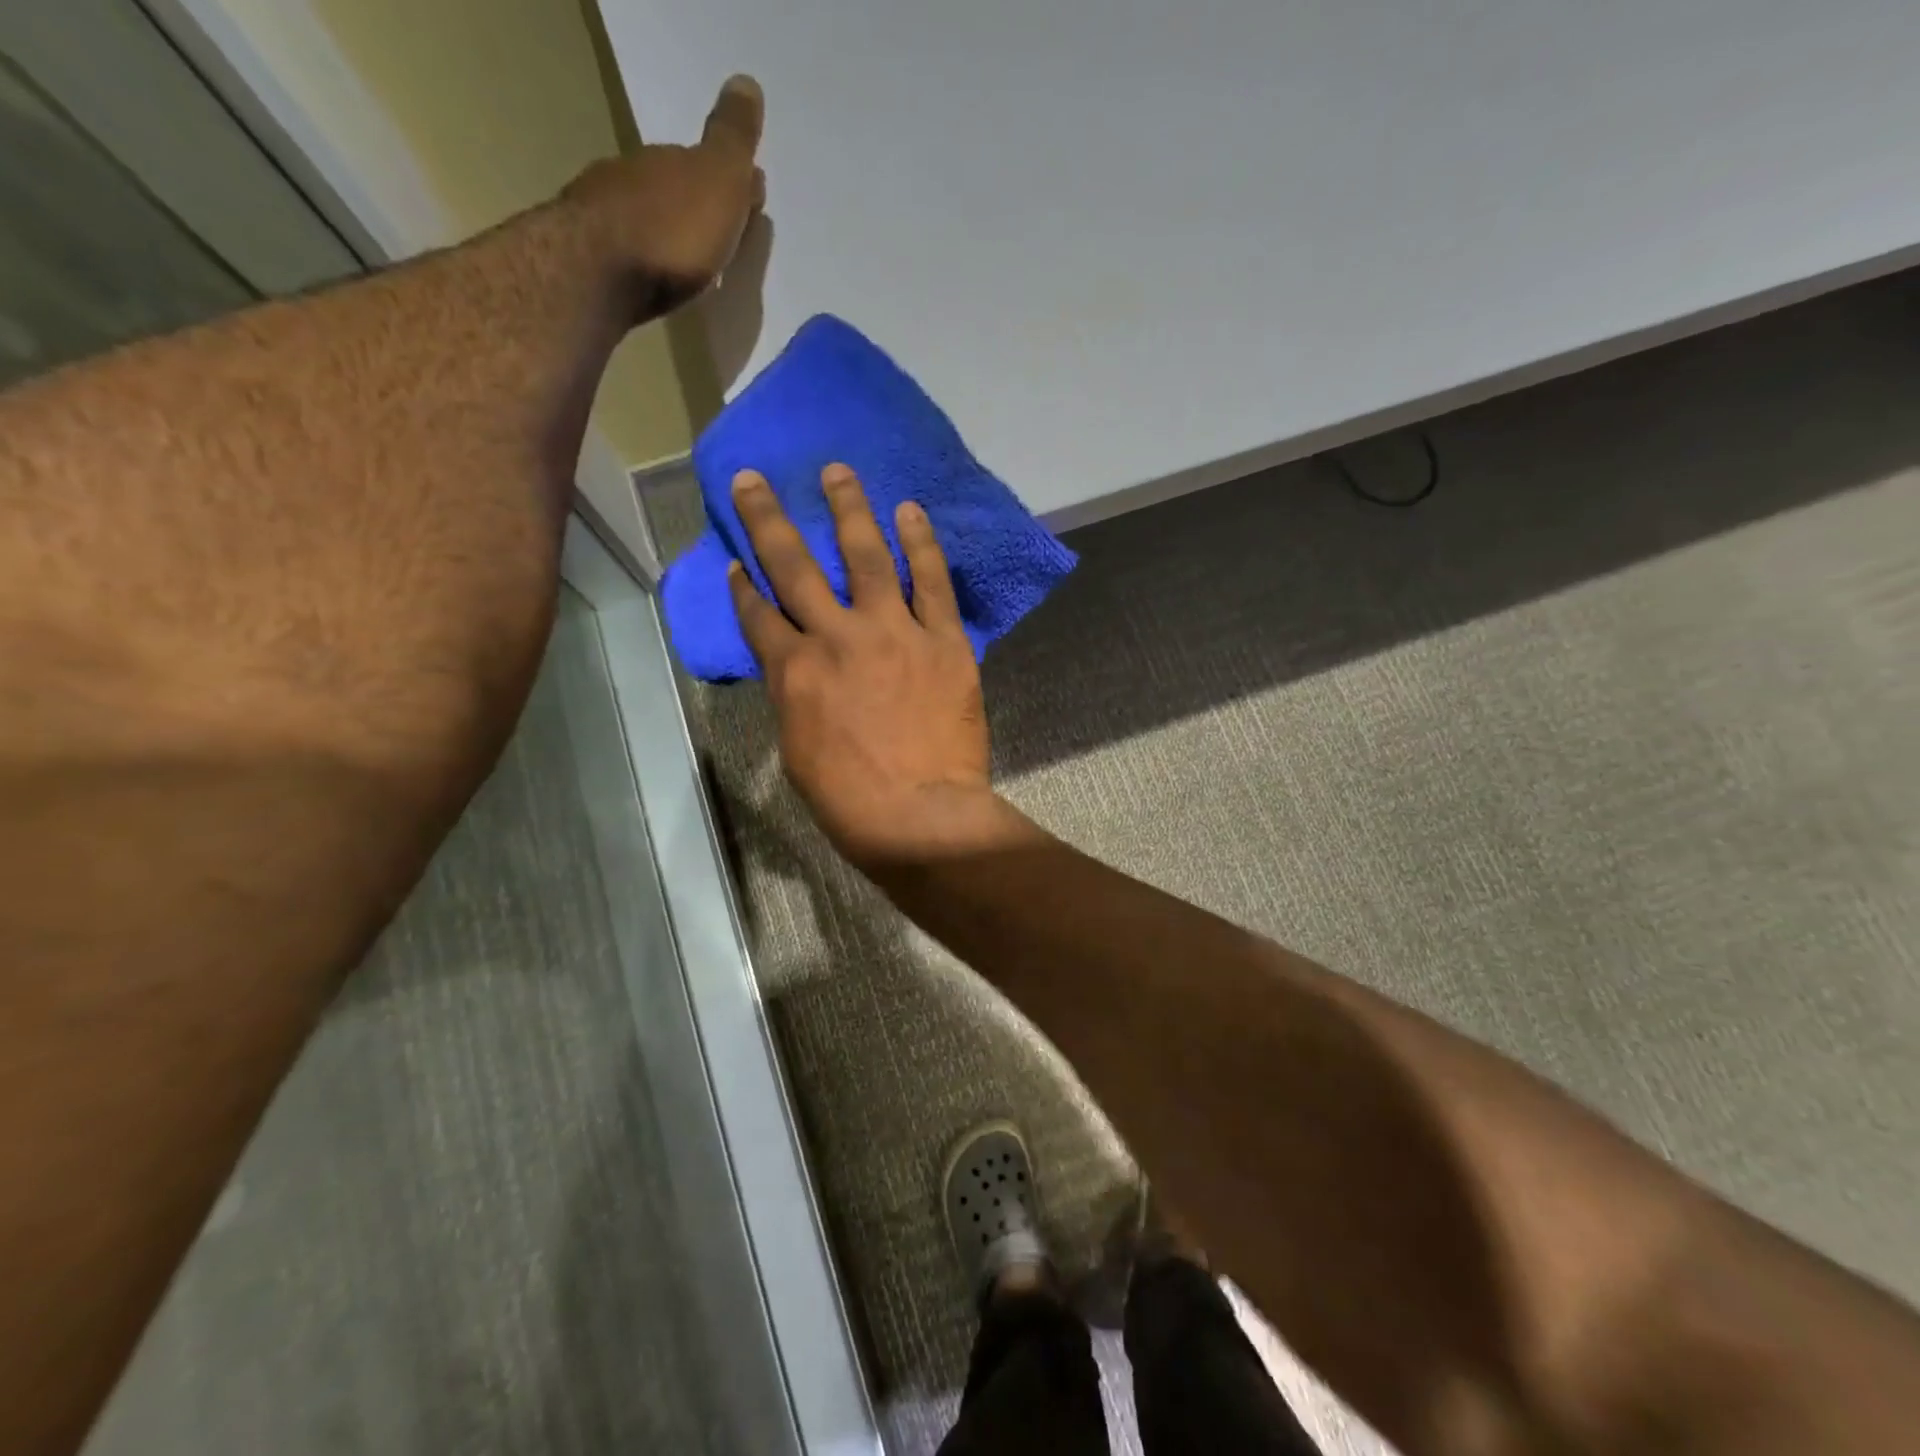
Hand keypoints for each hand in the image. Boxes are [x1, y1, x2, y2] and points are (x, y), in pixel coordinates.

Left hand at [562, 74, 765, 318]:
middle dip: (696, 208)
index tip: (749, 201)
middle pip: (673, 190)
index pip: (701, 162)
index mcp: (666, 160)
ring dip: (670, 236)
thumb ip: (732, 139)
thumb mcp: (718, 180)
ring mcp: (605, 217)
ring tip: (693, 266)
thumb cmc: (671, 231)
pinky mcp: (592, 260)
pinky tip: (659, 280)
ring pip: (648, 220)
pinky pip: (631, 254)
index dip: (726, 181)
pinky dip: (648, 261)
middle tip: (721, 236)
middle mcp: (631, 177)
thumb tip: (746, 82)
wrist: (599, 275)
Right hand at [728, 465, 1012, 871]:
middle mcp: (836, 638)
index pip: (759, 615)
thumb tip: (798, 669)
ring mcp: (893, 633)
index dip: (743, 586)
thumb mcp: (799, 751)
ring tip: (839, 472)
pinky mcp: (943, 640)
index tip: (737, 561)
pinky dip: (920, 544)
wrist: (919, 815)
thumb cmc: (850, 801)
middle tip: (756, 479)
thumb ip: (796, 698)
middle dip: (769, 519)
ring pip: (865, 556)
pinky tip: (911, 511)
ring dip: (849, 509)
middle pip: (794, 566)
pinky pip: (931, 582)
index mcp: (794, 672)